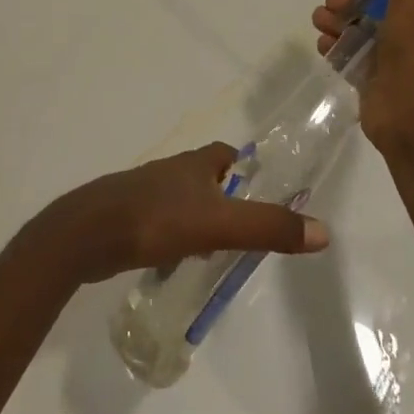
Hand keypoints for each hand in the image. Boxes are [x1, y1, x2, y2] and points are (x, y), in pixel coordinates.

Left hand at [34, 143, 330, 285]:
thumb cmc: (157, 219)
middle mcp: (170, 171)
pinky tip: (177, 259)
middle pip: (204, 177)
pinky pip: (161, 222)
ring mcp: (145, 193)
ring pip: (181, 200)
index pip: (225, 154)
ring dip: (199, 217)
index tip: (261, 190)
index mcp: (193, 163)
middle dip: (224, 196)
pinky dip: (175, 235)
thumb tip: (323, 230)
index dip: (244, 167)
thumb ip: (268, 227)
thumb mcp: (219, 225)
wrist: (90, 233)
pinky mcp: (128, 217)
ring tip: (216, 249)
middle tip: (245, 228)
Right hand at [312, 0, 413, 153]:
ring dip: (335, 17)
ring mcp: (389, 56)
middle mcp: (412, 31)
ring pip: (355, 24)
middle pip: (374, 1)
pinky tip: (324, 43)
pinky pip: (345, 51)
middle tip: (339, 1)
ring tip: (325, 22)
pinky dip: (332, 43)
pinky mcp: (369, 77)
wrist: (413, 114)